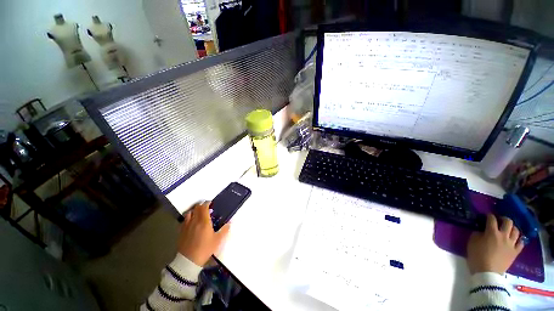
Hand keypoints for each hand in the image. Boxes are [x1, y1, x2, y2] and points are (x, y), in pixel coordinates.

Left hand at [178, 201, 229, 265]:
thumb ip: (224, 230)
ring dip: (194, 211)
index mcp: (204, 221)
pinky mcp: (181, 231)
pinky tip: (191, 222)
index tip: (210, 203)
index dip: (207, 203)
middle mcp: (194, 221)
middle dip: (201, 206)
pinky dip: (188, 218)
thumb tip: (229, 223)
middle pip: (196, 208)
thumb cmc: (205, 249)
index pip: (204, 207)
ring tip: (198, 214)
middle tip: (206, 208)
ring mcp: (186, 226)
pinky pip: (184, 220)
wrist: (188, 261)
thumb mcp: (218, 240)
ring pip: (189, 213)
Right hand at [466, 214, 524, 274]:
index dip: (489, 216)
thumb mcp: (472, 243)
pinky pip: (521, 243)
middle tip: (500, 220)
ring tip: (508, 230)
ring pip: (516, 231)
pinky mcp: (515, 252)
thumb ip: (477, 234)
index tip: (487, 216)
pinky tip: (515, 240)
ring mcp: (511, 244)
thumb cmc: (477, 256)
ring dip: (512, 228)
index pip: (491, 219)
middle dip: (504, 219)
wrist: (487, 273)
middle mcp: (503, 235)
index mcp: (491, 232)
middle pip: (508, 222)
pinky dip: (519, 239)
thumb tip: (481, 231)